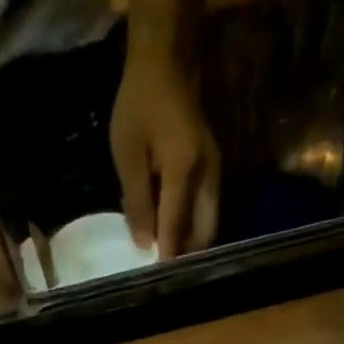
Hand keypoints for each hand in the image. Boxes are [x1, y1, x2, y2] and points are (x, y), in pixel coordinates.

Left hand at [111, 43, 220, 259]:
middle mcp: (208, 176)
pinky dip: (196, 223)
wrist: (166, 61)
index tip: (159, 282)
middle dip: (188, 255)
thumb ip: (137, 201)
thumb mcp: (128, 154)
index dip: (168, 256)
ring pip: (210, 220)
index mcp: (184, 172)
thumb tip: (144, 243)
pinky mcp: (214, 166)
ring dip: (194, 241)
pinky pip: (208, 206)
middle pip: (204, 231)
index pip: (176, 226)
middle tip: (167, 273)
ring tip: (172, 256)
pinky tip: (177, 229)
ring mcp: (215, 170)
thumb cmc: (140, 104)